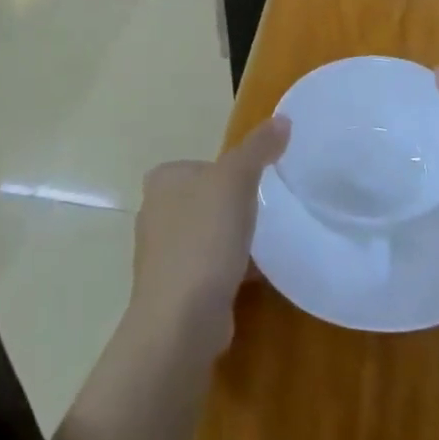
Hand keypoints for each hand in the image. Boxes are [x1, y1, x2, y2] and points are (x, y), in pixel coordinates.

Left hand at [128, 116, 288, 362]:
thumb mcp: (237, 180)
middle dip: (233, 207)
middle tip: (267, 213)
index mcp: (163, 181)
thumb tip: (283, 118)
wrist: (181, 321)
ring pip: (208, 235)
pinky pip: (210, 268)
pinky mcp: (174, 290)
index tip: (259, 186)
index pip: (203, 165)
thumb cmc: (204, 239)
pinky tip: (256, 276)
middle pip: (207, 199)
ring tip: (265, 244)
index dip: (232, 172)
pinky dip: (231, 269)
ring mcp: (162, 255)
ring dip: (233, 240)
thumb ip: (259, 148)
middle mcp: (155, 213)